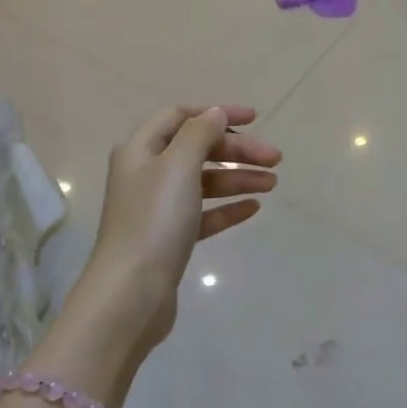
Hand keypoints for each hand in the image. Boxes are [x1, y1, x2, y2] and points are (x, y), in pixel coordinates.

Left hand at [75, 105, 278, 361]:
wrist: (132, 294)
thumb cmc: (154, 222)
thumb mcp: (178, 167)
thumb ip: (198, 134)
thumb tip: (215, 114)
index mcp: (140, 150)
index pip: (179, 117)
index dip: (217, 114)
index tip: (255, 120)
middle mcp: (145, 174)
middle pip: (196, 150)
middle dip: (236, 150)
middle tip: (274, 159)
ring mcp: (157, 208)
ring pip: (203, 182)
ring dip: (237, 178)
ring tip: (272, 183)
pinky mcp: (169, 239)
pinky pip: (203, 214)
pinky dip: (227, 208)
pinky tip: (253, 208)